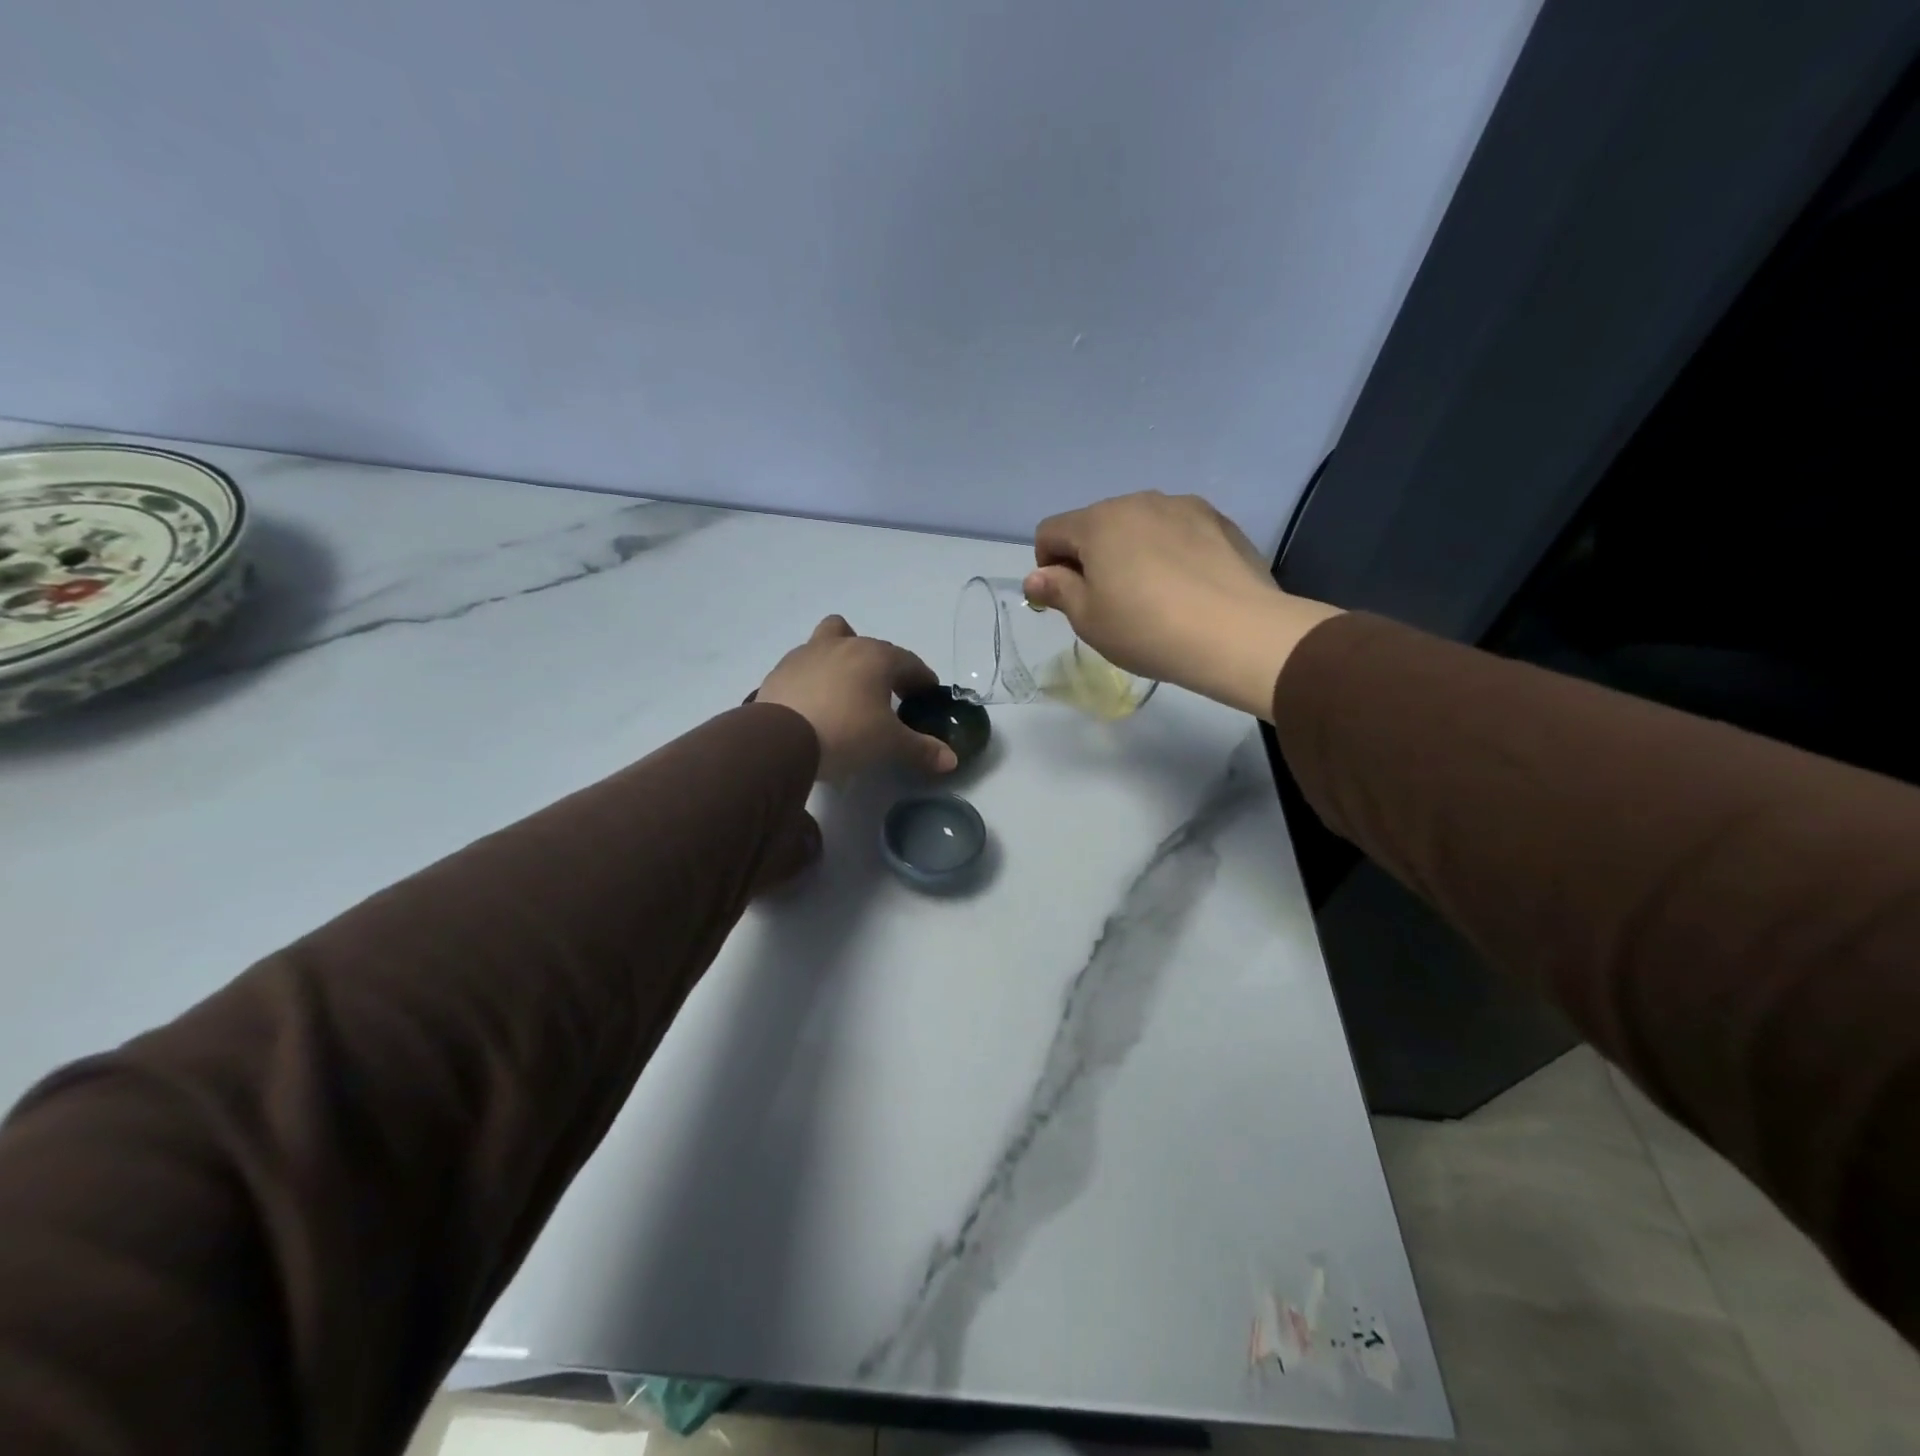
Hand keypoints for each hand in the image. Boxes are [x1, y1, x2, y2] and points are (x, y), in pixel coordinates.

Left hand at [758, 616, 958, 780]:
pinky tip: (816, 703)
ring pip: (832, 640)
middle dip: (885, 667)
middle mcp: (843, 645)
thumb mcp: (889, 745)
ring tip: (847, 690)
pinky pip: (806, 665)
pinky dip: (816, 677)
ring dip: (844, 658)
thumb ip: (921, 749)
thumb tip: (951, 759)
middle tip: (890, 695)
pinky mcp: (780, 670)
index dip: (922, 680)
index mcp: (876, 657)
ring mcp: (807, 654)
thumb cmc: (846, 733)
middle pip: (871, 646)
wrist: (779, 740)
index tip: (927, 696)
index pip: (910, 663)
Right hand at [1023, 492, 1342, 719]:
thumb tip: (1037, 576)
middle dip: (1091, 557)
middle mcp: (1138, 501)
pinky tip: (1186, 588)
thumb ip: (1058, 591)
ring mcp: (1183, 506)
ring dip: (1132, 551)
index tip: (1066, 600)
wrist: (1238, 633)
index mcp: (1098, 522)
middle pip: (1096, 524)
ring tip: (1153, 595)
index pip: (1051, 531)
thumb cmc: (1147, 629)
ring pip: (1139, 525)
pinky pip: (1177, 531)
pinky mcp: (1219, 520)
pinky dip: (1170, 552)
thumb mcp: (1089, 620)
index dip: (1047, 566)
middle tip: (1109, 603)